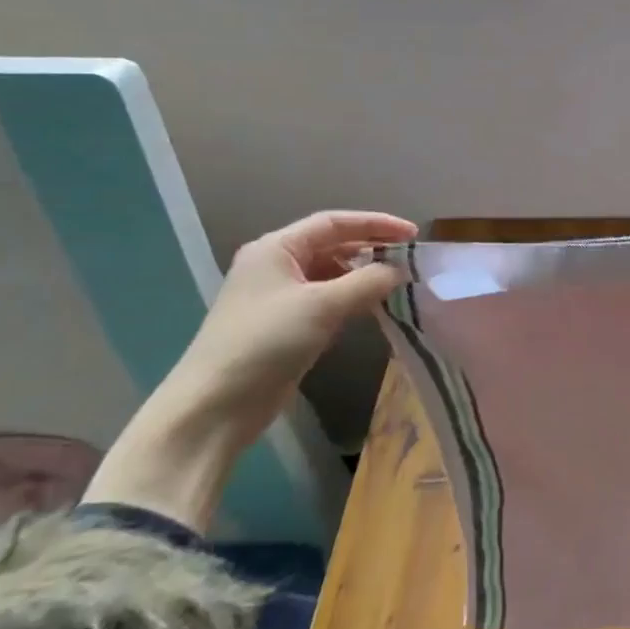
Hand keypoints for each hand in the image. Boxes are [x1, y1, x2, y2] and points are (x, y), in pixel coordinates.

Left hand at [161, 210, 418, 438]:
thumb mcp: (322, 305)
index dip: (376, 223)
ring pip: (331, 274)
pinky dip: (353, 299)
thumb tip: (400, 271)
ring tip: (399, 284)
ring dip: (364, 276)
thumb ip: (368, 281)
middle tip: (410, 260)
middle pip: (332, 245)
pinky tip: (375, 308)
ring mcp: (279, 297)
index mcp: (275, 249)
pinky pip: (327, 300)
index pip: (333, 223)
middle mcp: (275, 266)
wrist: (216, 405)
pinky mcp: (285, 326)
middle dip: (372, 249)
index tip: (413, 234)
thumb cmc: (266, 342)